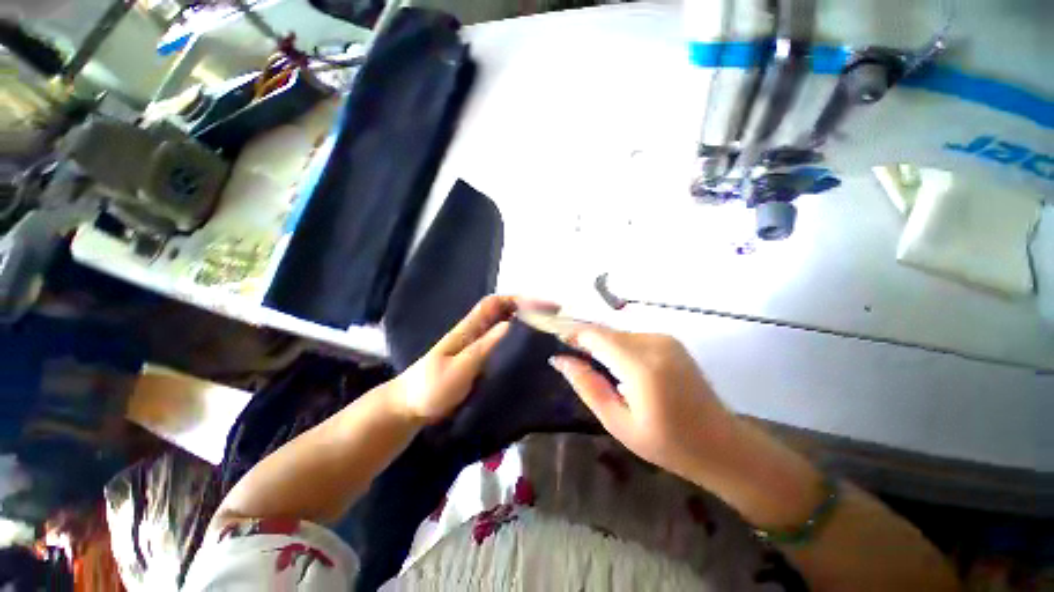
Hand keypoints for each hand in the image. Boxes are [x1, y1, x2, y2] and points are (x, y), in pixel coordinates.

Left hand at [393, 295, 557, 423]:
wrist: (411, 407)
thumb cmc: (431, 387)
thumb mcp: (459, 368)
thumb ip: (483, 347)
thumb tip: (509, 324)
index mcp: (469, 329)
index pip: (494, 304)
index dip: (518, 299)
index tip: (543, 305)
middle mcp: (475, 332)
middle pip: (503, 311)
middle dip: (527, 309)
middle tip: (554, 318)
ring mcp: (477, 346)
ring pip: (504, 326)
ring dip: (525, 324)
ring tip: (548, 332)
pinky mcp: (479, 360)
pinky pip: (502, 344)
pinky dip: (517, 341)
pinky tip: (530, 351)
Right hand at [550, 324, 737, 482]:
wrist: (721, 444)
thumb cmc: (666, 443)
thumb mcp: (617, 421)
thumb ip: (586, 385)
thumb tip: (560, 359)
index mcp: (641, 365)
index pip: (595, 335)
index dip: (572, 333)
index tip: (556, 342)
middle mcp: (654, 342)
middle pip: (606, 332)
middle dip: (585, 341)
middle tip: (572, 360)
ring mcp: (665, 339)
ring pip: (618, 333)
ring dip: (602, 346)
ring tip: (595, 368)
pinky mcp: (670, 341)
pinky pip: (632, 337)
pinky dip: (618, 347)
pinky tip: (618, 368)